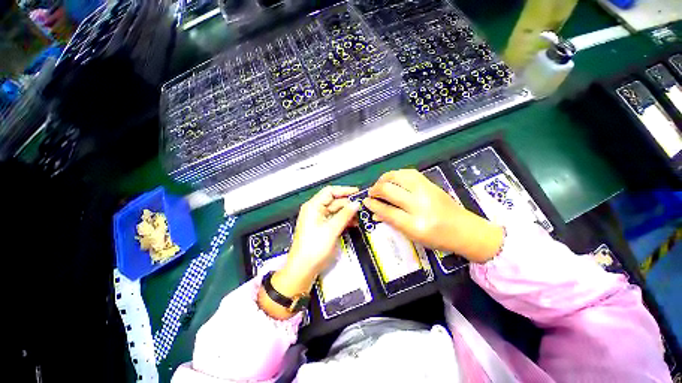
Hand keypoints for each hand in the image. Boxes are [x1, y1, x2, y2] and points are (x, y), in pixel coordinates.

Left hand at [259, 186, 359, 319]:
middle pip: (334, 201)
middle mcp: (315, 210)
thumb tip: (356, 203)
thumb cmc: (314, 248)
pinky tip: (353, 223)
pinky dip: (344, 220)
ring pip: (336, 211)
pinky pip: (335, 219)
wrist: (303, 269)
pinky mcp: (322, 227)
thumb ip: (344, 215)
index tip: (357, 193)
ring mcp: (319, 219)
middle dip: (347, 203)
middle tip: (362, 207)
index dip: (344, 190)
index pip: (330, 191)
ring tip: (360, 216)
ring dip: (347, 212)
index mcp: (313, 206)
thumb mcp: (331, 230)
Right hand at [363, 169, 503, 262]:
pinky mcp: (431, 184)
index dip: (373, 205)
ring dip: (384, 178)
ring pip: (398, 176)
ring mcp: (427, 192)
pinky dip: (397, 174)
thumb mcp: (413, 236)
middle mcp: (420, 205)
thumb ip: (392, 222)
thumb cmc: (439, 239)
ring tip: (380, 184)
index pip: (387, 211)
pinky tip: (393, 179)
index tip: (365, 201)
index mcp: (416, 225)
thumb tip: (375, 213)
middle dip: (375, 190)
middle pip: (390, 190)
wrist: (467, 230)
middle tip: (371, 193)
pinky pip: (409, 173)